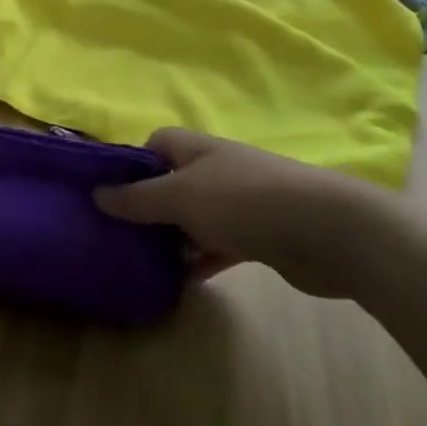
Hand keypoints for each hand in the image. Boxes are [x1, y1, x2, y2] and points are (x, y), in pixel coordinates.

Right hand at [95, 128, 408, 299]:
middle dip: (147, 207)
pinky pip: (218, 246)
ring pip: (194, 218)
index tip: (110, 192)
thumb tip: (97, 194)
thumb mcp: (179, 197)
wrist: (329, 232)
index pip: (155, 144)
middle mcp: (217, 170)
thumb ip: (137, 199)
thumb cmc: (244, 201)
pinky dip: (201, 260)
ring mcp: (240, 203)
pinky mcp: (259, 237)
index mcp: (197, 149)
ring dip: (172, 238)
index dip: (132, 163)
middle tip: (119, 233)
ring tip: (142, 260)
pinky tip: (182, 281)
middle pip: (171, 183)